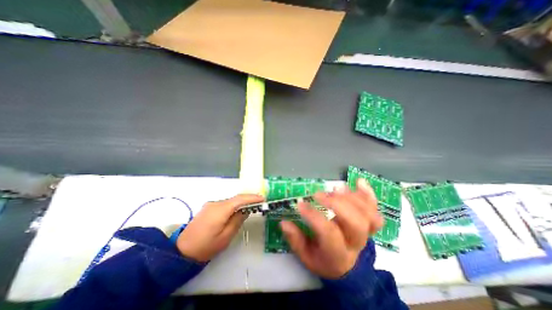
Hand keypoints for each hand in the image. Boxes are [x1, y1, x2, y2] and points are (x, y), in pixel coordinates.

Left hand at [177, 194, 262, 261]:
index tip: (263, 198)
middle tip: (259, 202)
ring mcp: (211, 204)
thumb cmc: (206, 247)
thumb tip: (246, 210)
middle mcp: (215, 203)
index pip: (240, 199)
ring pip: (230, 201)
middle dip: (248, 199)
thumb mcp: (226, 237)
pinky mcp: (208, 208)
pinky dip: (233, 205)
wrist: (182, 251)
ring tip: (251, 207)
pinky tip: (237, 211)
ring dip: (241, 203)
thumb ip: (237, 221)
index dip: (252, 197)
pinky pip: (225, 204)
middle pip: (235, 198)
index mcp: (220, 210)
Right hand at [282, 178, 382, 279]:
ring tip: (336, 188)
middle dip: (336, 204)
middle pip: (355, 223)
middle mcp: (355, 243)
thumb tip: (284, 223)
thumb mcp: (305, 256)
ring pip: (368, 214)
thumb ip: (295, 240)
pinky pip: (375, 209)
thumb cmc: (322, 259)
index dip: (314, 216)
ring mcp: (365, 233)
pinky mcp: (369, 224)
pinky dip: (368, 194)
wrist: (346, 267)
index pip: (328, 233)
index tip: (300, 203)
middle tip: (319, 194)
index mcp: (337, 254)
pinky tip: (359, 181)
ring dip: (352, 197)